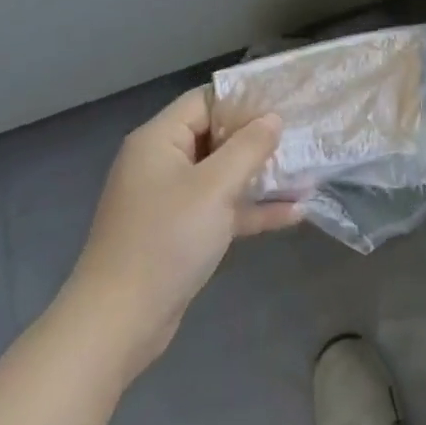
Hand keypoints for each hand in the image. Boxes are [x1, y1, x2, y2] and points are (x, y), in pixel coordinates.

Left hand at [59, 90, 299, 382]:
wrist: (117, 325)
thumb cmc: (165, 240)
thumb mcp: (215, 187)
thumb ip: (249, 146)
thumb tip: (273, 119)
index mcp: (159, 141)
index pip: (206, 101)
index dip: (245, 99)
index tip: (285, 102)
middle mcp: (162, 164)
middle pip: (217, 136)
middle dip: (260, 139)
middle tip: (302, 136)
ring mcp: (170, 201)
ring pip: (224, 175)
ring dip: (262, 176)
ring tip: (307, 173)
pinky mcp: (180, 234)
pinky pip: (222, 208)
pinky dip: (252, 209)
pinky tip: (294, 213)